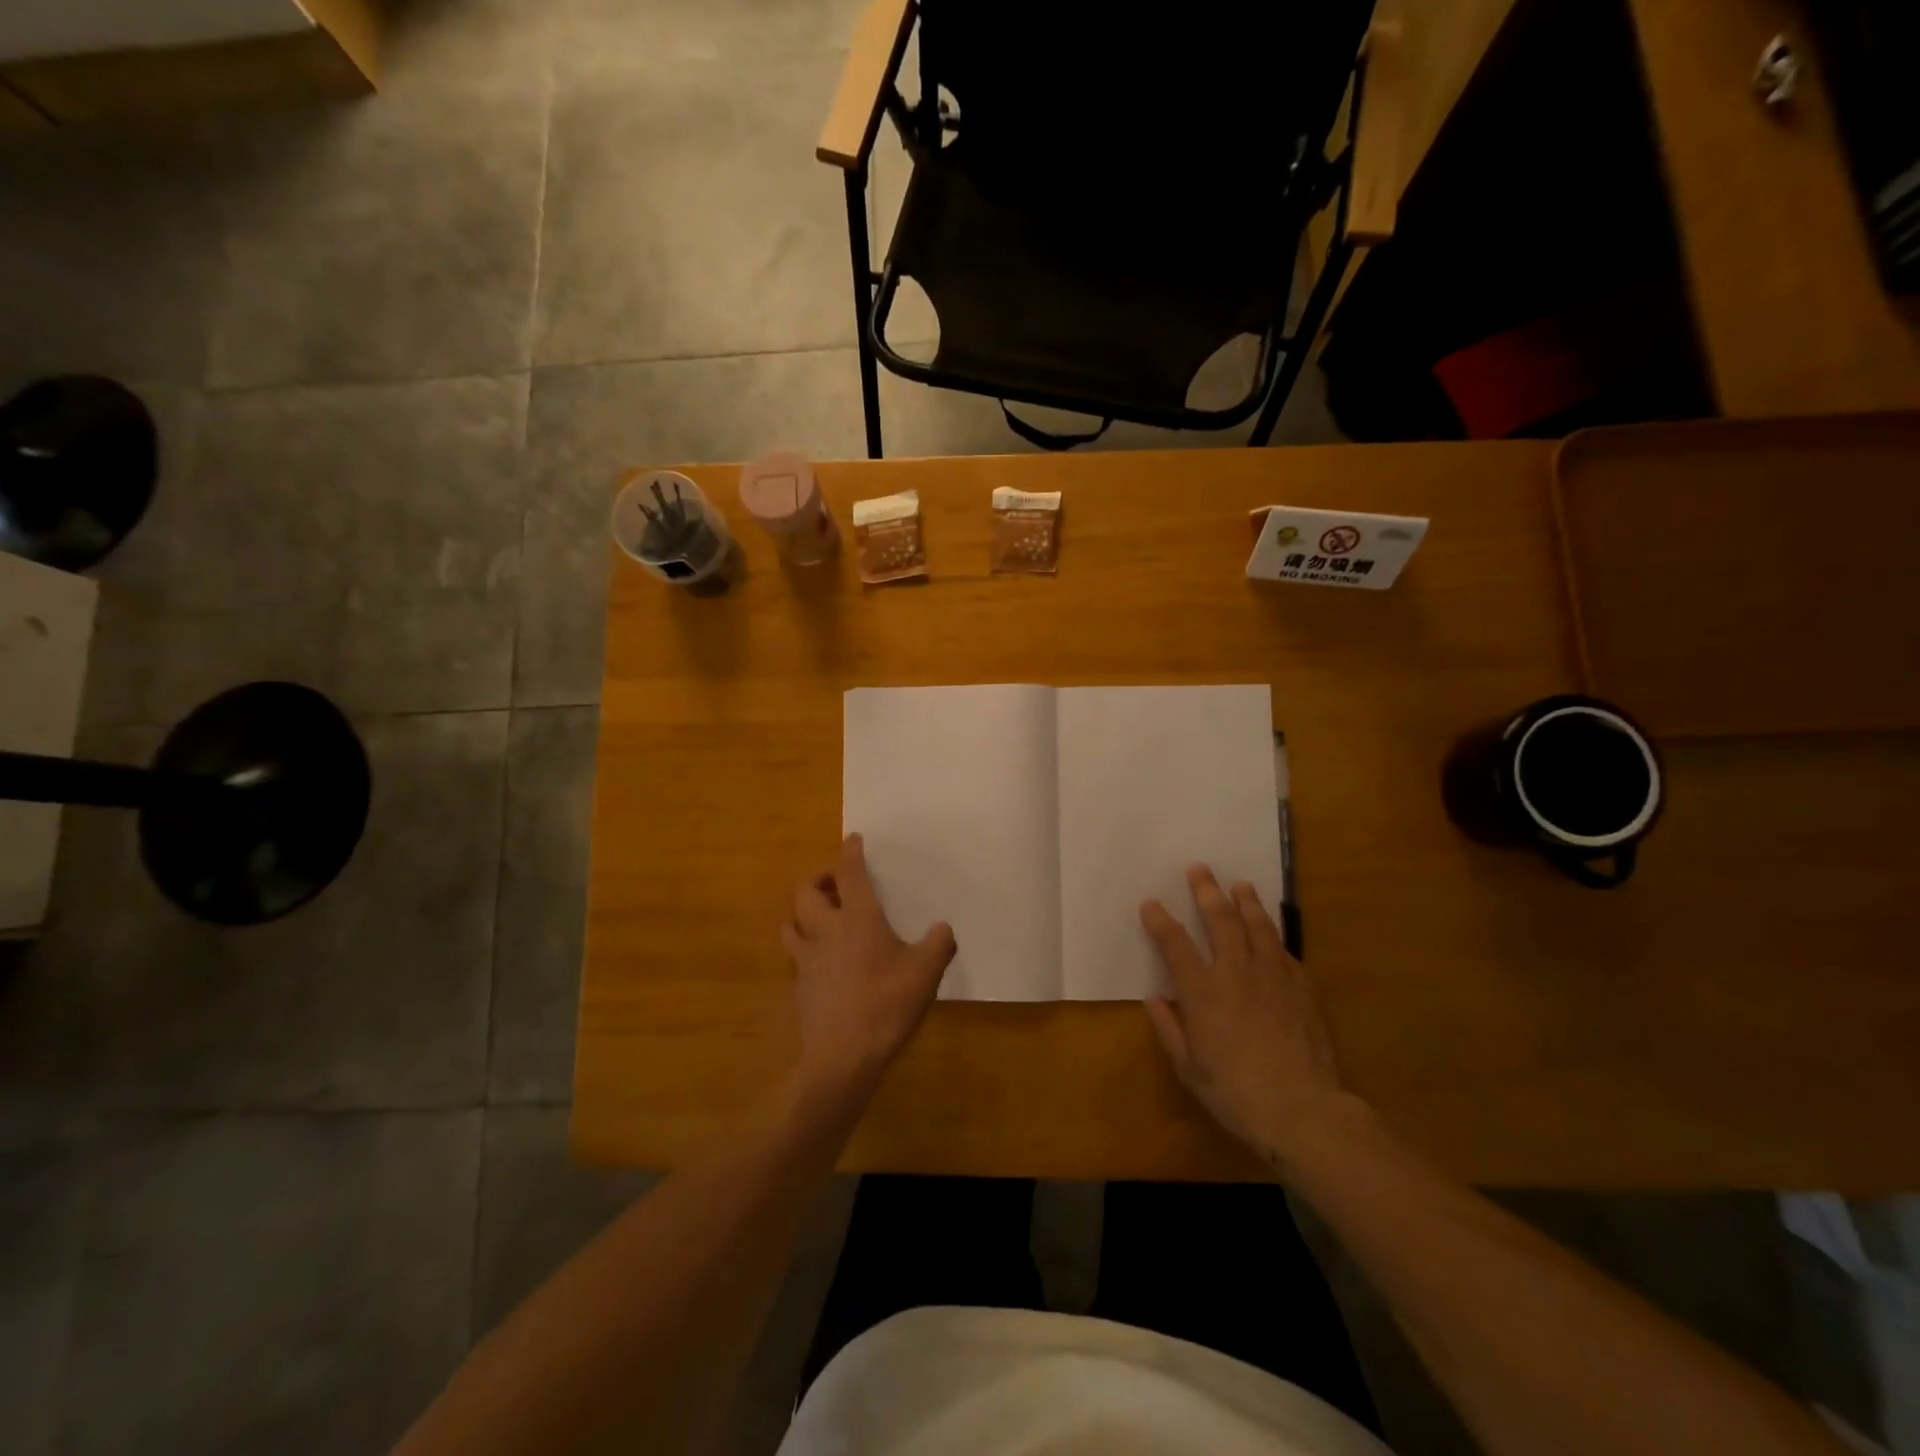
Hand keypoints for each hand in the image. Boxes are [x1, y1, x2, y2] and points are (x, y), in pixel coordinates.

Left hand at [783, 834, 955, 1096]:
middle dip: (817, 880)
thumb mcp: (926, 973)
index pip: (848, 873)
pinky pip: (795, 956)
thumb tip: (943, 929)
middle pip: (805, 892)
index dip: (850, 853)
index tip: (853, 839)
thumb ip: (938, 945)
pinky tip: (821, 960)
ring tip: (819, 915)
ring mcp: (807, 959)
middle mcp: (826, 930)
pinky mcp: (799, 987)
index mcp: (857, 918)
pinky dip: (804, 947)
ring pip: (791, 922)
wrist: (842, 1056)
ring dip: (802, 912)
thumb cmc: (886, 1004)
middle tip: (834, 883)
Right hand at [1141, 866, 1349, 1169]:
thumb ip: (1169, 1028)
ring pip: (1257, 926)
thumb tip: (1154, 998)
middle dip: (1207, 891)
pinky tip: (1271, 933)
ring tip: (1240, 885)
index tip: (1151, 904)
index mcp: (1202, 992)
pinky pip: (1284, 952)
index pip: (1174, 944)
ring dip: (1246, 902)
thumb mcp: (1189, 1068)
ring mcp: (1272, 976)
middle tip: (1200, 869)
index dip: (1160, 920)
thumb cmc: (1236, 1093)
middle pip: (1220, 919)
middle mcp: (1235, 972)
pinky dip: (1273, 937)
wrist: (1303, 1109)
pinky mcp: (1301, 987)